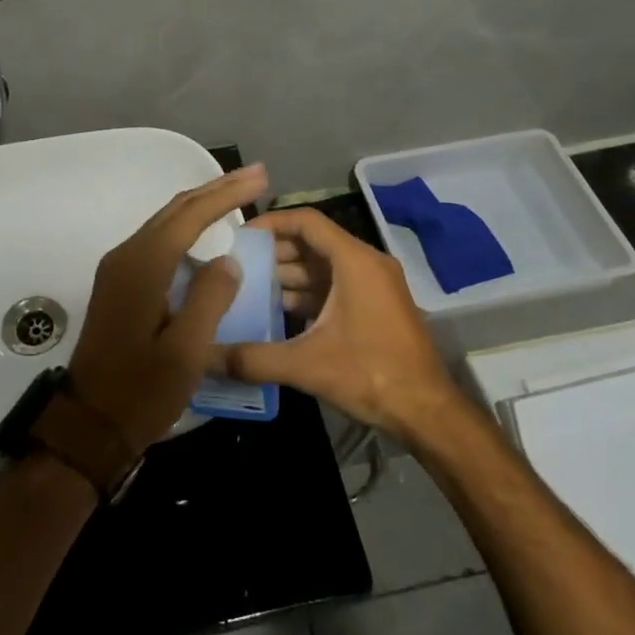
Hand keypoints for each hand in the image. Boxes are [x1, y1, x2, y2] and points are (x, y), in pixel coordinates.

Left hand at [68, 165, 269, 453]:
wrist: (89, 424)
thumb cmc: (141, 391)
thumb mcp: (186, 351)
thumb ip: (210, 298)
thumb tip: (227, 260)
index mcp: (142, 266)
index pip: (190, 215)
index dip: (227, 193)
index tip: (260, 177)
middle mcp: (126, 257)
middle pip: (175, 211)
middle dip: (215, 191)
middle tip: (254, 177)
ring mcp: (118, 271)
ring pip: (165, 225)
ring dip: (201, 209)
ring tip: (236, 198)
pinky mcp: (119, 286)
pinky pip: (158, 244)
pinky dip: (186, 231)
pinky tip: (205, 237)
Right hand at [225, 206, 464, 444]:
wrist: (428, 412)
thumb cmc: (371, 375)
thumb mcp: (307, 365)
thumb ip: (254, 358)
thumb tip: (206, 357)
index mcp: (354, 262)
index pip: (306, 222)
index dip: (270, 223)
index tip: (238, 236)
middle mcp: (367, 264)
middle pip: (313, 243)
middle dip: (273, 253)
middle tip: (235, 266)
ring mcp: (374, 286)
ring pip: (323, 267)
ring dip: (288, 276)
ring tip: (248, 290)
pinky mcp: (376, 307)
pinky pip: (334, 287)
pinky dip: (307, 294)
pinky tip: (277, 313)